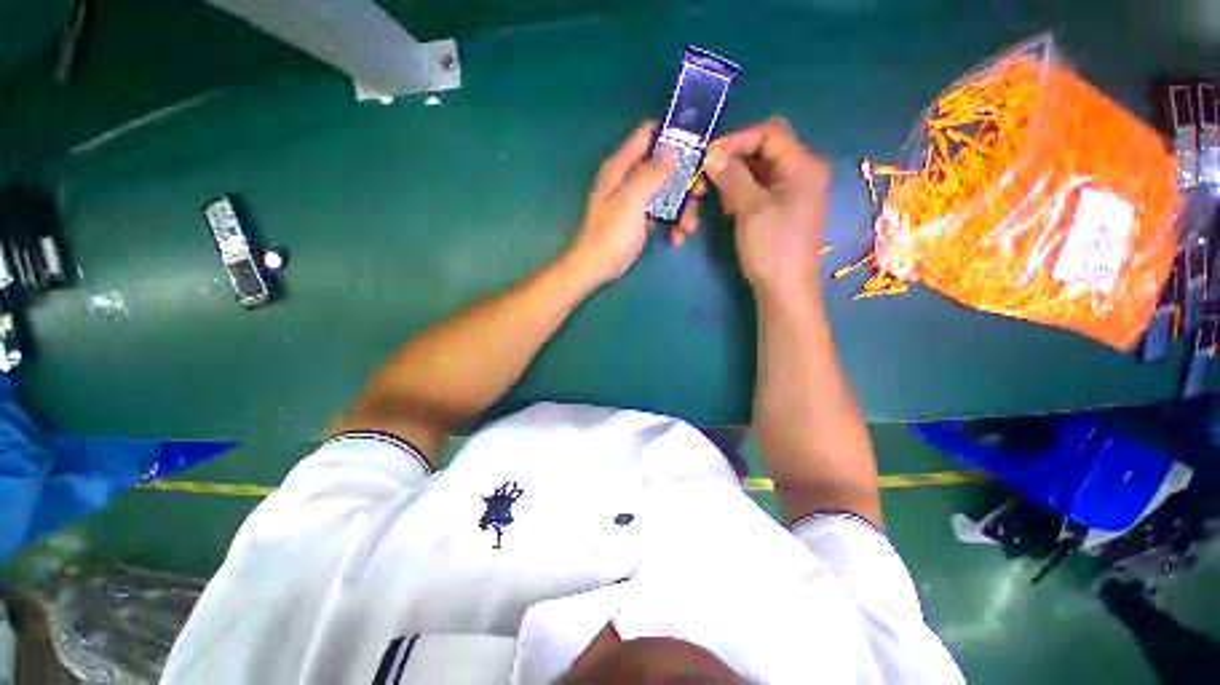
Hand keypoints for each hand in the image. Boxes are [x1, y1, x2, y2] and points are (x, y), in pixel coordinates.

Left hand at [564, 122, 700, 285]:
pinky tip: (676, 238)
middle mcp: (629, 178)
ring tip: (688, 227)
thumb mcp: (631, 201)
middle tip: (700, 192)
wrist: (597, 267)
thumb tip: (672, 149)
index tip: (698, 143)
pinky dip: (672, 223)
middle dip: (685, 179)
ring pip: (667, 191)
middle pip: (664, 165)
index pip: (647, 135)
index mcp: (621, 167)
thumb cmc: (610, 234)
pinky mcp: (641, 218)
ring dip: (682, 207)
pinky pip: (663, 212)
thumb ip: (651, 173)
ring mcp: (636, 199)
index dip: (672, 133)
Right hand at [706, 118, 829, 297]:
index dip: (736, 141)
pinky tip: (725, 211)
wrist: (783, 288)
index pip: (768, 134)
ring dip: (727, 184)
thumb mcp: (751, 209)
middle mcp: (798, 172)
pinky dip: (736, 196)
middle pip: (758, 153)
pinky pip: (754, 191)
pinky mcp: (777, 208)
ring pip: (752, 174)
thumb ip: (733, 177)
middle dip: (727, 165)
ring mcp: (788, 192)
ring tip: (713, 202)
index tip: (708, 158)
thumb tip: (712, 155)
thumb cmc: (772, 247)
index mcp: (802, 165)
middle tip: (702, 183)